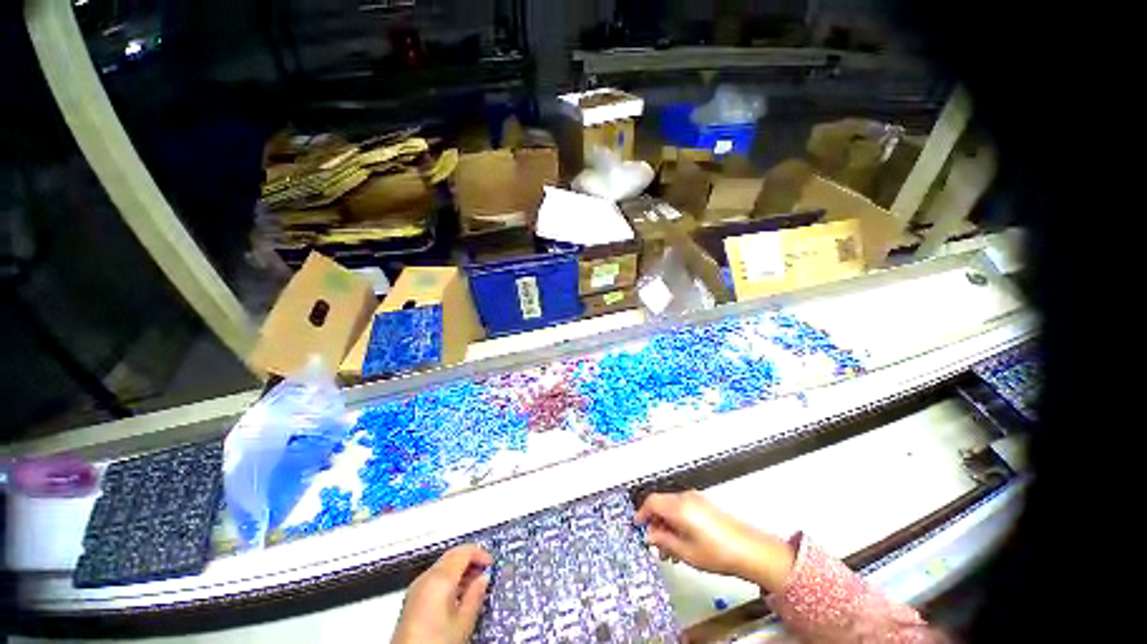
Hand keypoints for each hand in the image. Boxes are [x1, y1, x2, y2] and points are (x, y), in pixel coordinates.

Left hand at [391, 544, 491, 643]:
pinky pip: (434, 577)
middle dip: (470, 559)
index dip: (481, 554)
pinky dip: (448, 578)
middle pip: (452, 555)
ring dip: (460, 569)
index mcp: (440, 578)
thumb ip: (476, 595)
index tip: (491, 564)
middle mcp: (425, 577)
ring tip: (473, 584)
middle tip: (485, 571)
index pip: (464, 551)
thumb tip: (484, 578)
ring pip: (443, 565)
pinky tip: (456, 595)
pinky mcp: (411, 599)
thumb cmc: (436, 642)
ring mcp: (416, 587)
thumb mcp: (464, 622)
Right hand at [636, 490, 795, 592]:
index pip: (651, 502)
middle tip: (653, 543)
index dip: (641, 513)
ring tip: (668, 548)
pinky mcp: (705, 505)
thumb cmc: (716, 553)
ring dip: (666, 523)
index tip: (636, 526)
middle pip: (661, 502)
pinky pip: (683, 508)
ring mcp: (696, 499)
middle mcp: (685, 497)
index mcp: (678, 506)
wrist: (750, 550)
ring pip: (671, 506)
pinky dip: (677, 521)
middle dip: (654, 521)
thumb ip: (663, 541)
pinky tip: (681, 541)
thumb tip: (649, 536)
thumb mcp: (685, 552)